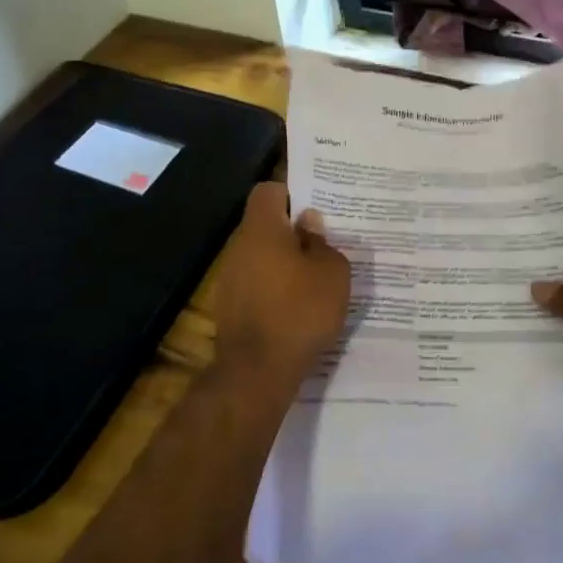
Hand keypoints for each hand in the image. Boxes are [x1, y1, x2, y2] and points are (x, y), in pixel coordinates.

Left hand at [212, 182, 350, 386]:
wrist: (258, 371)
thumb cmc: (300, 311)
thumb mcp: (332, 274)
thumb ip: (323, 243)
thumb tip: (309, 223)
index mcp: (262, 230)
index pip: (268, 191)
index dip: (291, 193)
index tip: (315, 207)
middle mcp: (239, 247)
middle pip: (265, 225)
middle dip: (292, 231)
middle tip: (325, 243)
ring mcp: (230, 278)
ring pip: (261, 256)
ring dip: (284, 262)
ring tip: (315, 278)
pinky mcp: (230, 307)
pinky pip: (256, 284)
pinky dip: (275, 288)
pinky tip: (298, 306)